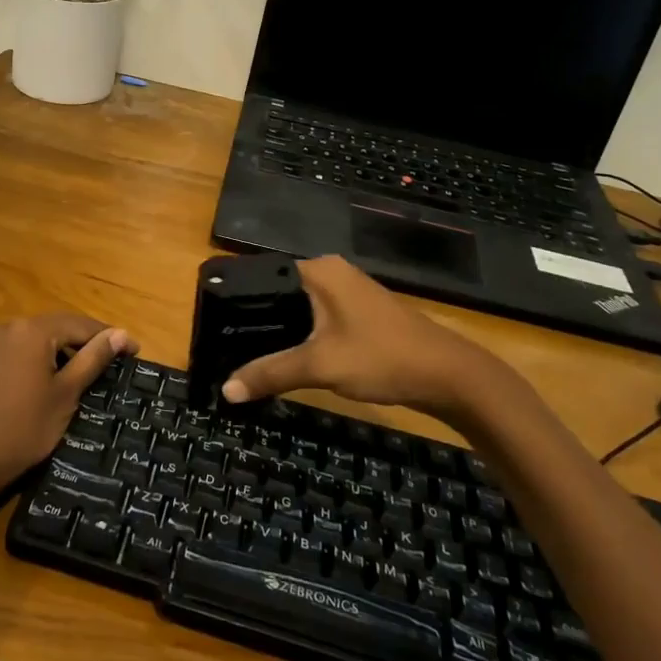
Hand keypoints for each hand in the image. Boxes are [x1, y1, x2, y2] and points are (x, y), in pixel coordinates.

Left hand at [0, 314, 137, 502]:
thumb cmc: (22, 430)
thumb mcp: (65, 396)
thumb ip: (93, 359)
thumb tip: (121, 333)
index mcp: (34, 331)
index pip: (80, 325)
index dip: (108, 337)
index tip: (132, 351)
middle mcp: (6, 326)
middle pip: (53, 328)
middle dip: (78, 343)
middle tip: (104, 364)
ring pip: (26, 338)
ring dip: (49, 350)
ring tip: (67, 371)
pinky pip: (1, 348)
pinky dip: (19, 356)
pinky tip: (24, 371)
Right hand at [221, 257, 507, 420]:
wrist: (448, 376)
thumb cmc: (381, 357)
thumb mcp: (320, 366)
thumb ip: (270, 373)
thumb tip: (225, 390)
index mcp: (319, 270)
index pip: (264, 276)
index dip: (238, 301)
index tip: (213, 325)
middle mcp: (331, 273)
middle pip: (279, 294)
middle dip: (256, 320)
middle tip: (224, 345)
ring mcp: (348, 293)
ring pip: (299, 309)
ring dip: (279, 331)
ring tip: (245, 353)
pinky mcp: (358, 314)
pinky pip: (316, 320)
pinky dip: (300, 337)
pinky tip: (286, 358)